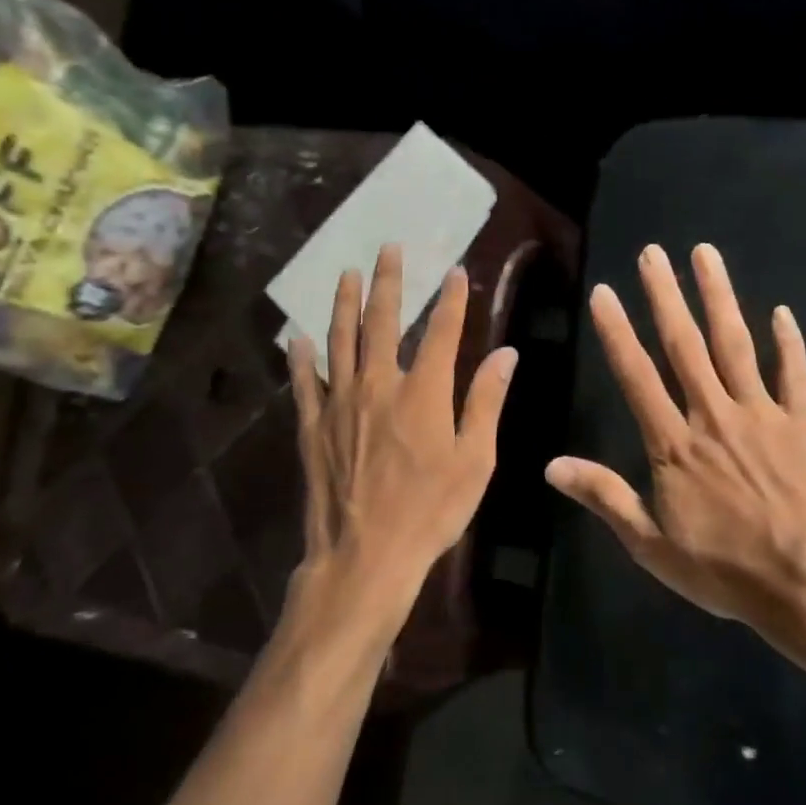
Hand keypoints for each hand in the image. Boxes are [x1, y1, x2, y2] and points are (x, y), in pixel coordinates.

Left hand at [284, 244, 516, 653]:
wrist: (366, 555)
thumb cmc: (431, 511)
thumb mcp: (475, 461)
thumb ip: (486, 402)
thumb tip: (507, 354)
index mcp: (424, 392)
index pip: (443, 332)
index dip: (452, 299)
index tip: (456, 272)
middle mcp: (379, 384)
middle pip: (384, 321)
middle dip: (390, 282)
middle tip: (390, 249)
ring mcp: (340, 403)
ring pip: (340, 340)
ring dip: (344, 304)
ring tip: (346, 274)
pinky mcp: (311, 426)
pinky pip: (304, 382)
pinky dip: (301, 357)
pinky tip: (298, 338)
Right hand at [545, 242, 805, 640]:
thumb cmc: (727, 569)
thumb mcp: (652, 545)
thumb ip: (605, 497)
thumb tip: (551, 465)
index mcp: (674, 444)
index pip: (638, 376)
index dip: (618, 332)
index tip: (605, 292)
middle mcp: (714, 415)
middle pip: (686, 345)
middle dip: (666, 296)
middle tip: (654, 252)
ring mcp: (763, 414)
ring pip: (736, 344)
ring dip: (719, 297)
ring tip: (705, 255)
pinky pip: (796, 373)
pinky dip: (789, 342)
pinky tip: (782, 312)